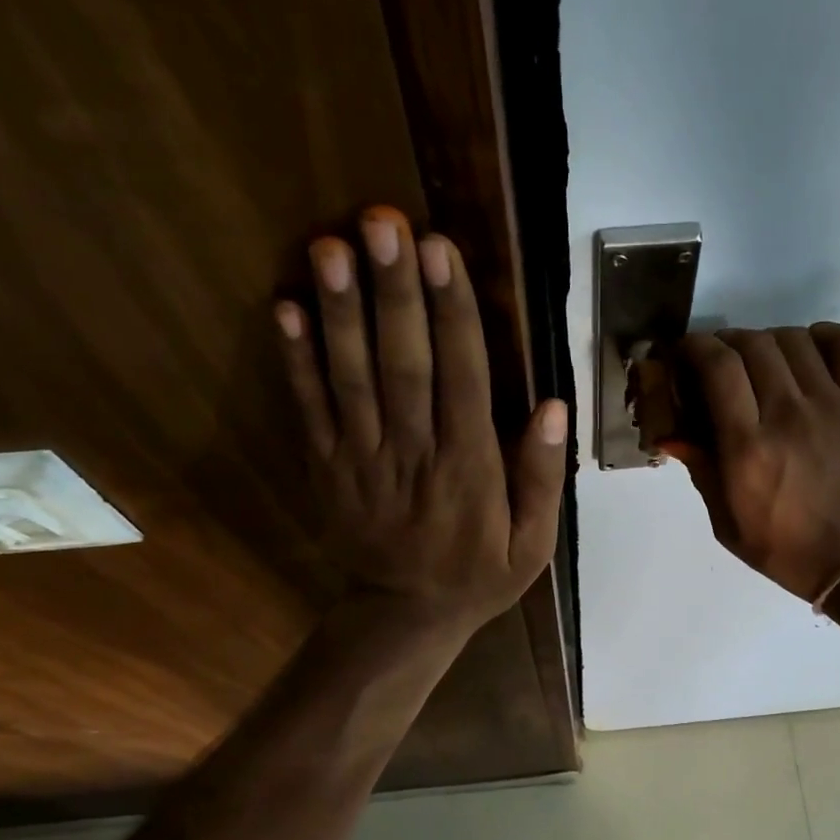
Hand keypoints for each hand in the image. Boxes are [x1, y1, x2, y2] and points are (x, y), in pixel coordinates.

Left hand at [277, 208, 567, 633]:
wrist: (406, 616)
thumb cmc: (478, 576)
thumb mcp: (534, 544)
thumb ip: (543, 478)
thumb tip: (553, 407)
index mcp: (469, 469)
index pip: (463, 378)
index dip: (451, 313)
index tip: (441, 251)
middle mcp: (414, 454)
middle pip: (403, 364)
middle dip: (394, 292)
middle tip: (383, 222)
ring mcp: (362, 460)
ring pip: (351, 379)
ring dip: (340, 311)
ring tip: (331, 245)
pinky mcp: (327, 468)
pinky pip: (310, 410)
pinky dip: (295, 360)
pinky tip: (286, 307)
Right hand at [665, 325, 839, 601]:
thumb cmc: (786, 550)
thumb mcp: (727, 524)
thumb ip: (701, 470)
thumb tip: (671, 433)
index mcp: (748, 447)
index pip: (718, 366)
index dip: (694, 348)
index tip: (684, 354)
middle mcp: (788, 414)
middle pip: (751, 343)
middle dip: (724, 343)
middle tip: (717, 364)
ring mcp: (832, 404)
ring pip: (793, 338)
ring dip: (766, 340)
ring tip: (759, 363)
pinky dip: (821, 335)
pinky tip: (808, 354)